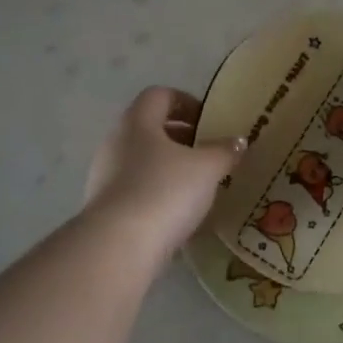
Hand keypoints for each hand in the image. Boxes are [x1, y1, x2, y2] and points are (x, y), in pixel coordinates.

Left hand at [85, 87, 244, 258]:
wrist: (119, 246)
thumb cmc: (165, 191)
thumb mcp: (207, 168)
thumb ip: (224, 151)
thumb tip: (238, 141)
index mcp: (138, 122)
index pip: (159, 96)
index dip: (186, 102)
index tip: (209, 121)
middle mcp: (116, 142)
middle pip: (149, 128)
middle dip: (181, 138)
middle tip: (208, 153)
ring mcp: (104, 175)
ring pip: (142, 160)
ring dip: (169, 167)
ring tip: (197, 186)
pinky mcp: (104, 207)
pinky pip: (135, 189)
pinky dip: (157, 193)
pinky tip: (178, 212)